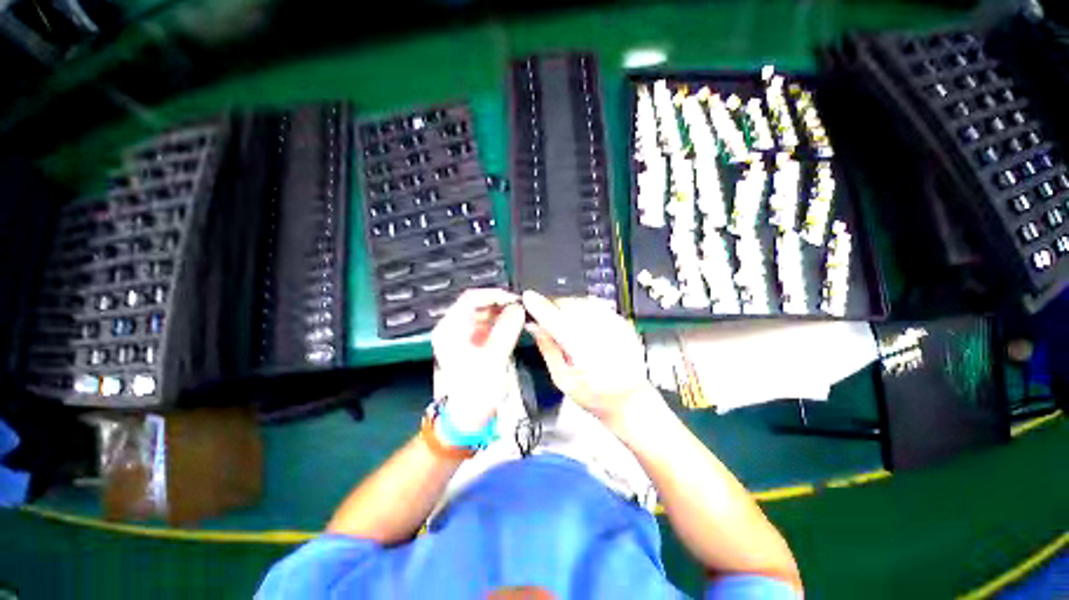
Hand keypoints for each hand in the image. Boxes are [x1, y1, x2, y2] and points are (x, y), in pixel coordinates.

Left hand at [431, 288, 525, 431]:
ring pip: (485, 314)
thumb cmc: (476, 391)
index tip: (515, 299)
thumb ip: (507, 330)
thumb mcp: (494, 359)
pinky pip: (488, 326)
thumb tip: (519, 307)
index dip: (494, 294)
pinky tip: (514, 326)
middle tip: (521, 308)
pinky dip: (502, 323)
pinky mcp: (473, 343)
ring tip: (521, 317)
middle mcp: (454, 328)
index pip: (471, 298)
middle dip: (501, 304)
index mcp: (450, 329)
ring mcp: (463, 336)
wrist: (467, 418)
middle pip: (478, 304)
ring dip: (503, 313)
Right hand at [522, 290, 654, 427]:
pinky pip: (596, 305)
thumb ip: (548, 348)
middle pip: (568, 303)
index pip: (553, 317)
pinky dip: (584, 310)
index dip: (538, 305)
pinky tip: (583, 327)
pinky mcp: (621, 322)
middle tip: (546, 319)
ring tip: (568, 327)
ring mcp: (613, 325)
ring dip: (568, 307)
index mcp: (581, 348)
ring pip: (581, 301)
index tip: (528, 298)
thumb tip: (535, 327)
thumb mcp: (563, 378)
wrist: (630, 399)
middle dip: (553, 306)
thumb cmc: (597, 396)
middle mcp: (599, 332)